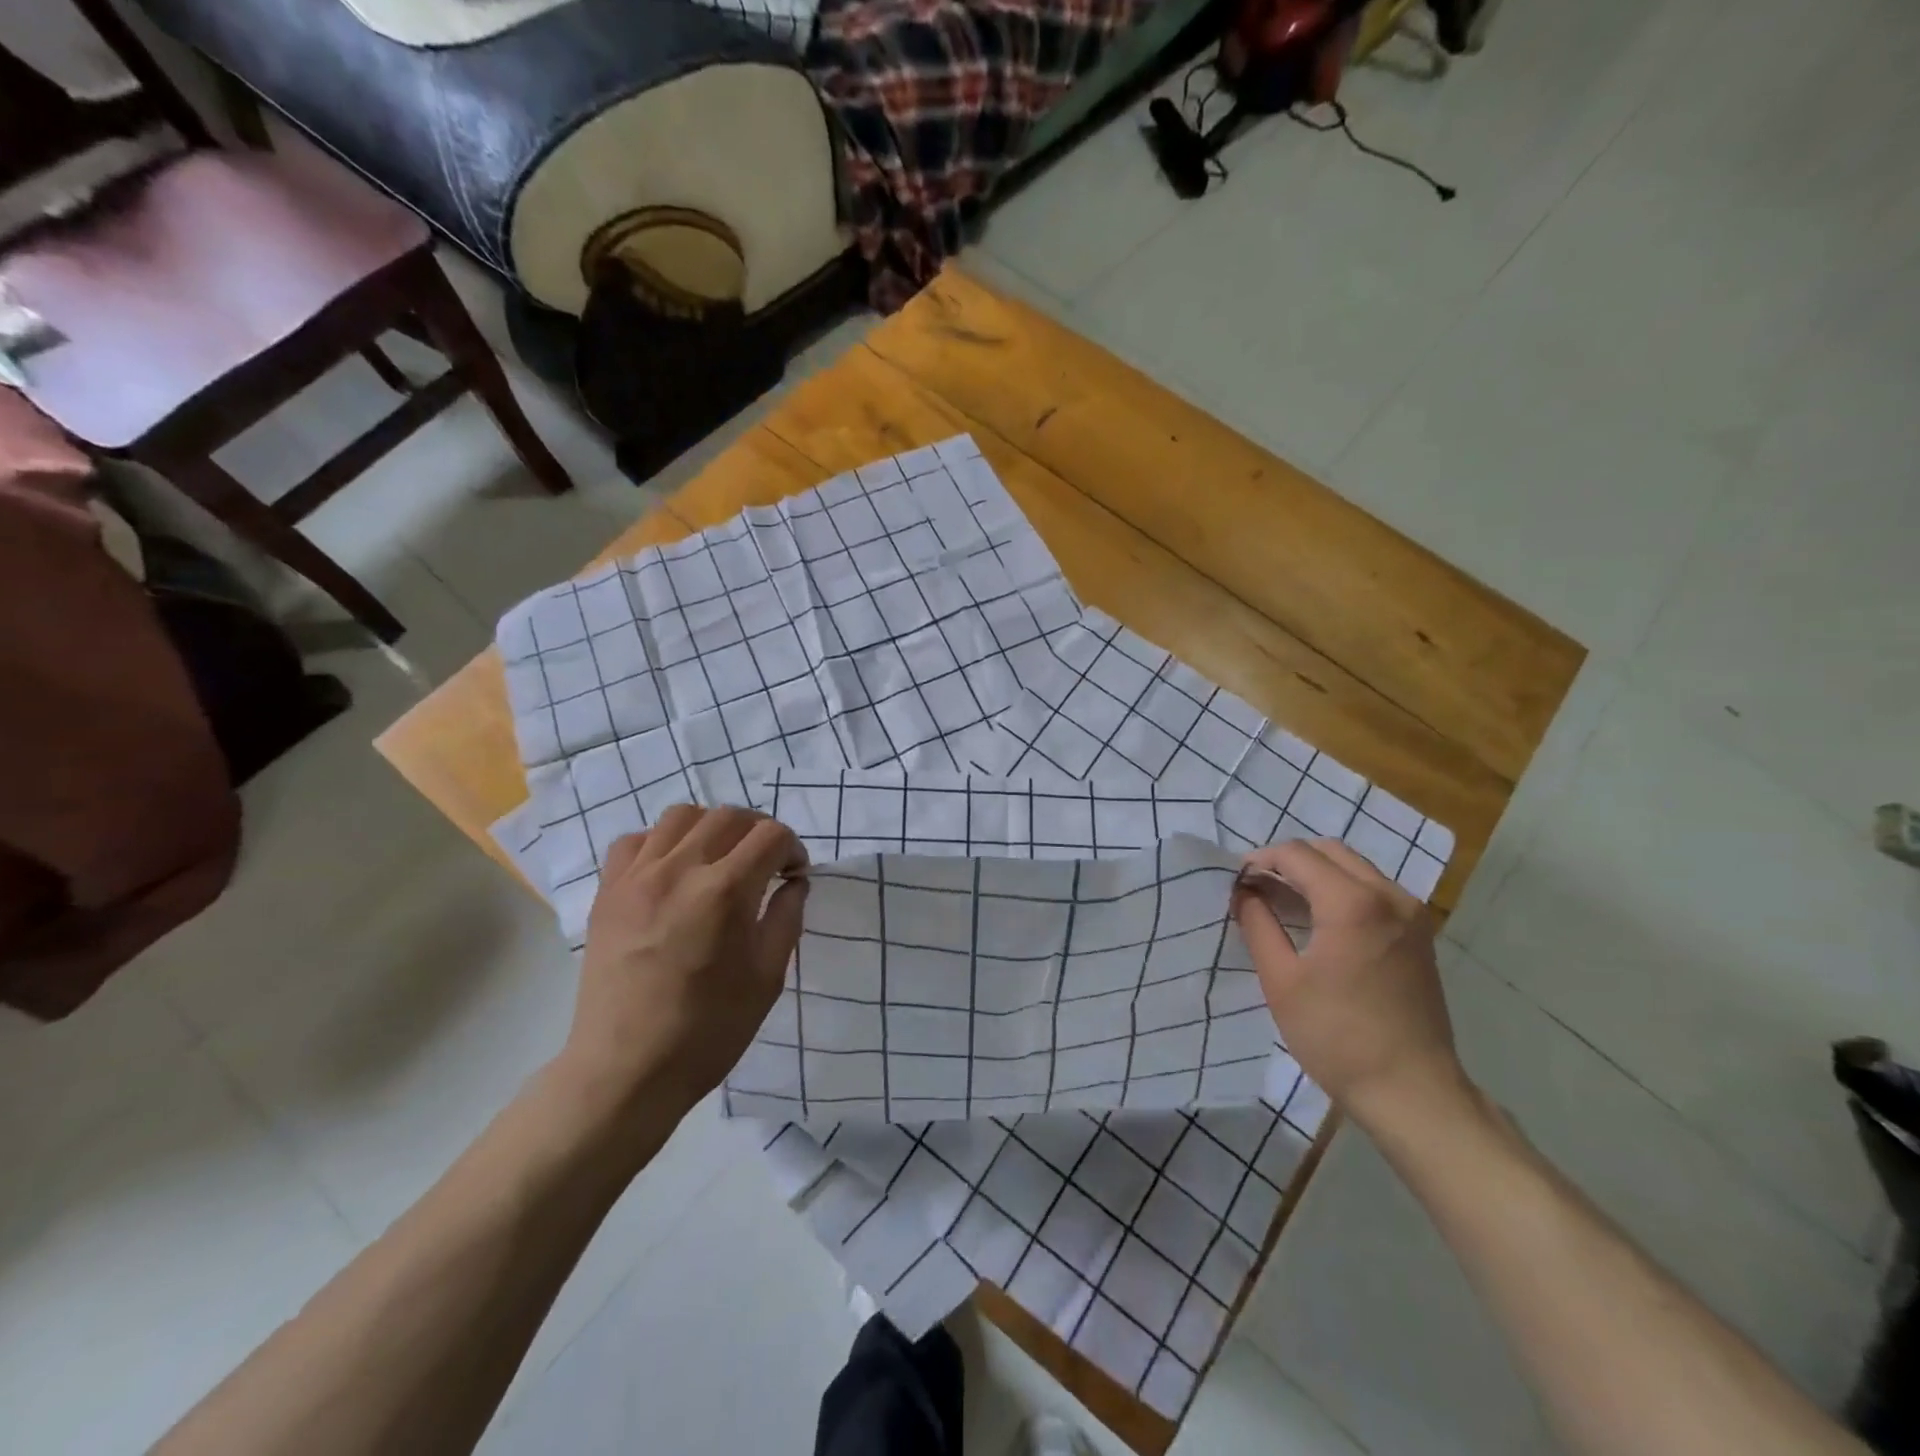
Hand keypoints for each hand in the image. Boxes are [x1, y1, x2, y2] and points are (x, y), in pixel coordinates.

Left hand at [560, 805, 807, 1122]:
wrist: (626, 1070)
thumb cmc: (708, 1031)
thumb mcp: (767, 978)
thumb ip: (786, 918)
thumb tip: (793, 882)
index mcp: (725, 892)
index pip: (771, 835)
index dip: (792, 849)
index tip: (794, 875)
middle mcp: (679, 870)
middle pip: (729, 816)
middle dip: (759, 831)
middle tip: (766, 864)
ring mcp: (637, 878)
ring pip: (681, 816)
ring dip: (712, 828)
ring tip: (719, 859)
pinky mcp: (608, 892)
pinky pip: (635, 840)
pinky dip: (662, 842)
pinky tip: (673, 871)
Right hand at [1233, 838, 1468, 1130]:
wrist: (1412, 1091)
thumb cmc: (1337, 1036)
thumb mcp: (1281, 980)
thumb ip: (1258, 924)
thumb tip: (1243, 893)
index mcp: (1352, 902)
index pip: (1296, 855)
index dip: (1260, 861)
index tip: (1237, 882)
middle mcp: (1388, 895)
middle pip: (1328, 851)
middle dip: (1288, 861)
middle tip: (1257, 888)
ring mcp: (1411, 913)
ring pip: (1353, 867)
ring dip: (1316, 873)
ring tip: (1283, 902)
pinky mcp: (1420, 933)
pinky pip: (1373, 889)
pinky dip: (1341, 889)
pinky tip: (1319, 920)